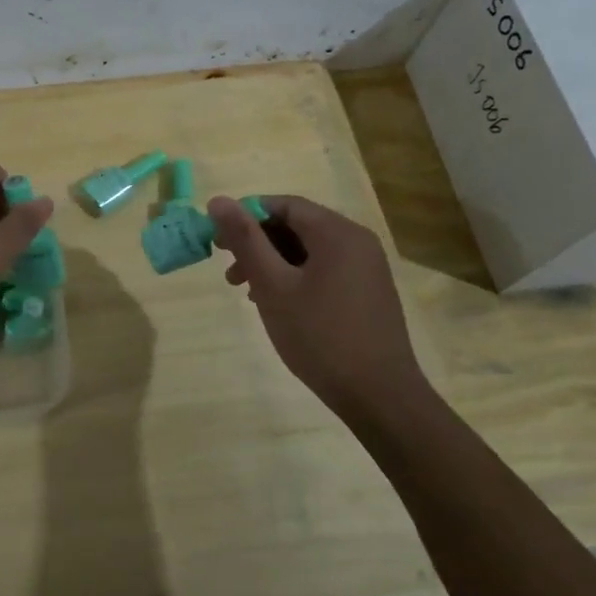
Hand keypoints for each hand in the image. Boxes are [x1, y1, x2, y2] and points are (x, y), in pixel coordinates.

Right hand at [207, 194, 425, 415]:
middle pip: (297, 226)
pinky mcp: (367, 292)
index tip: (217, 239)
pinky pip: (323, 270)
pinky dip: (294, 277)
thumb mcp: (273, 285)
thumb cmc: (319, 335)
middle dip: (257, 242)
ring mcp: (366, 268)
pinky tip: (275, 303)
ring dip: (272, 262)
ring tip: (245, 291)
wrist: (378, 395)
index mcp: (337, 233)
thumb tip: (218, 201)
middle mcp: (357, 242)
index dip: (246, 216)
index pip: (284, 205)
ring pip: (308, 250)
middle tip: (227, 268)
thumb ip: (245, 240)